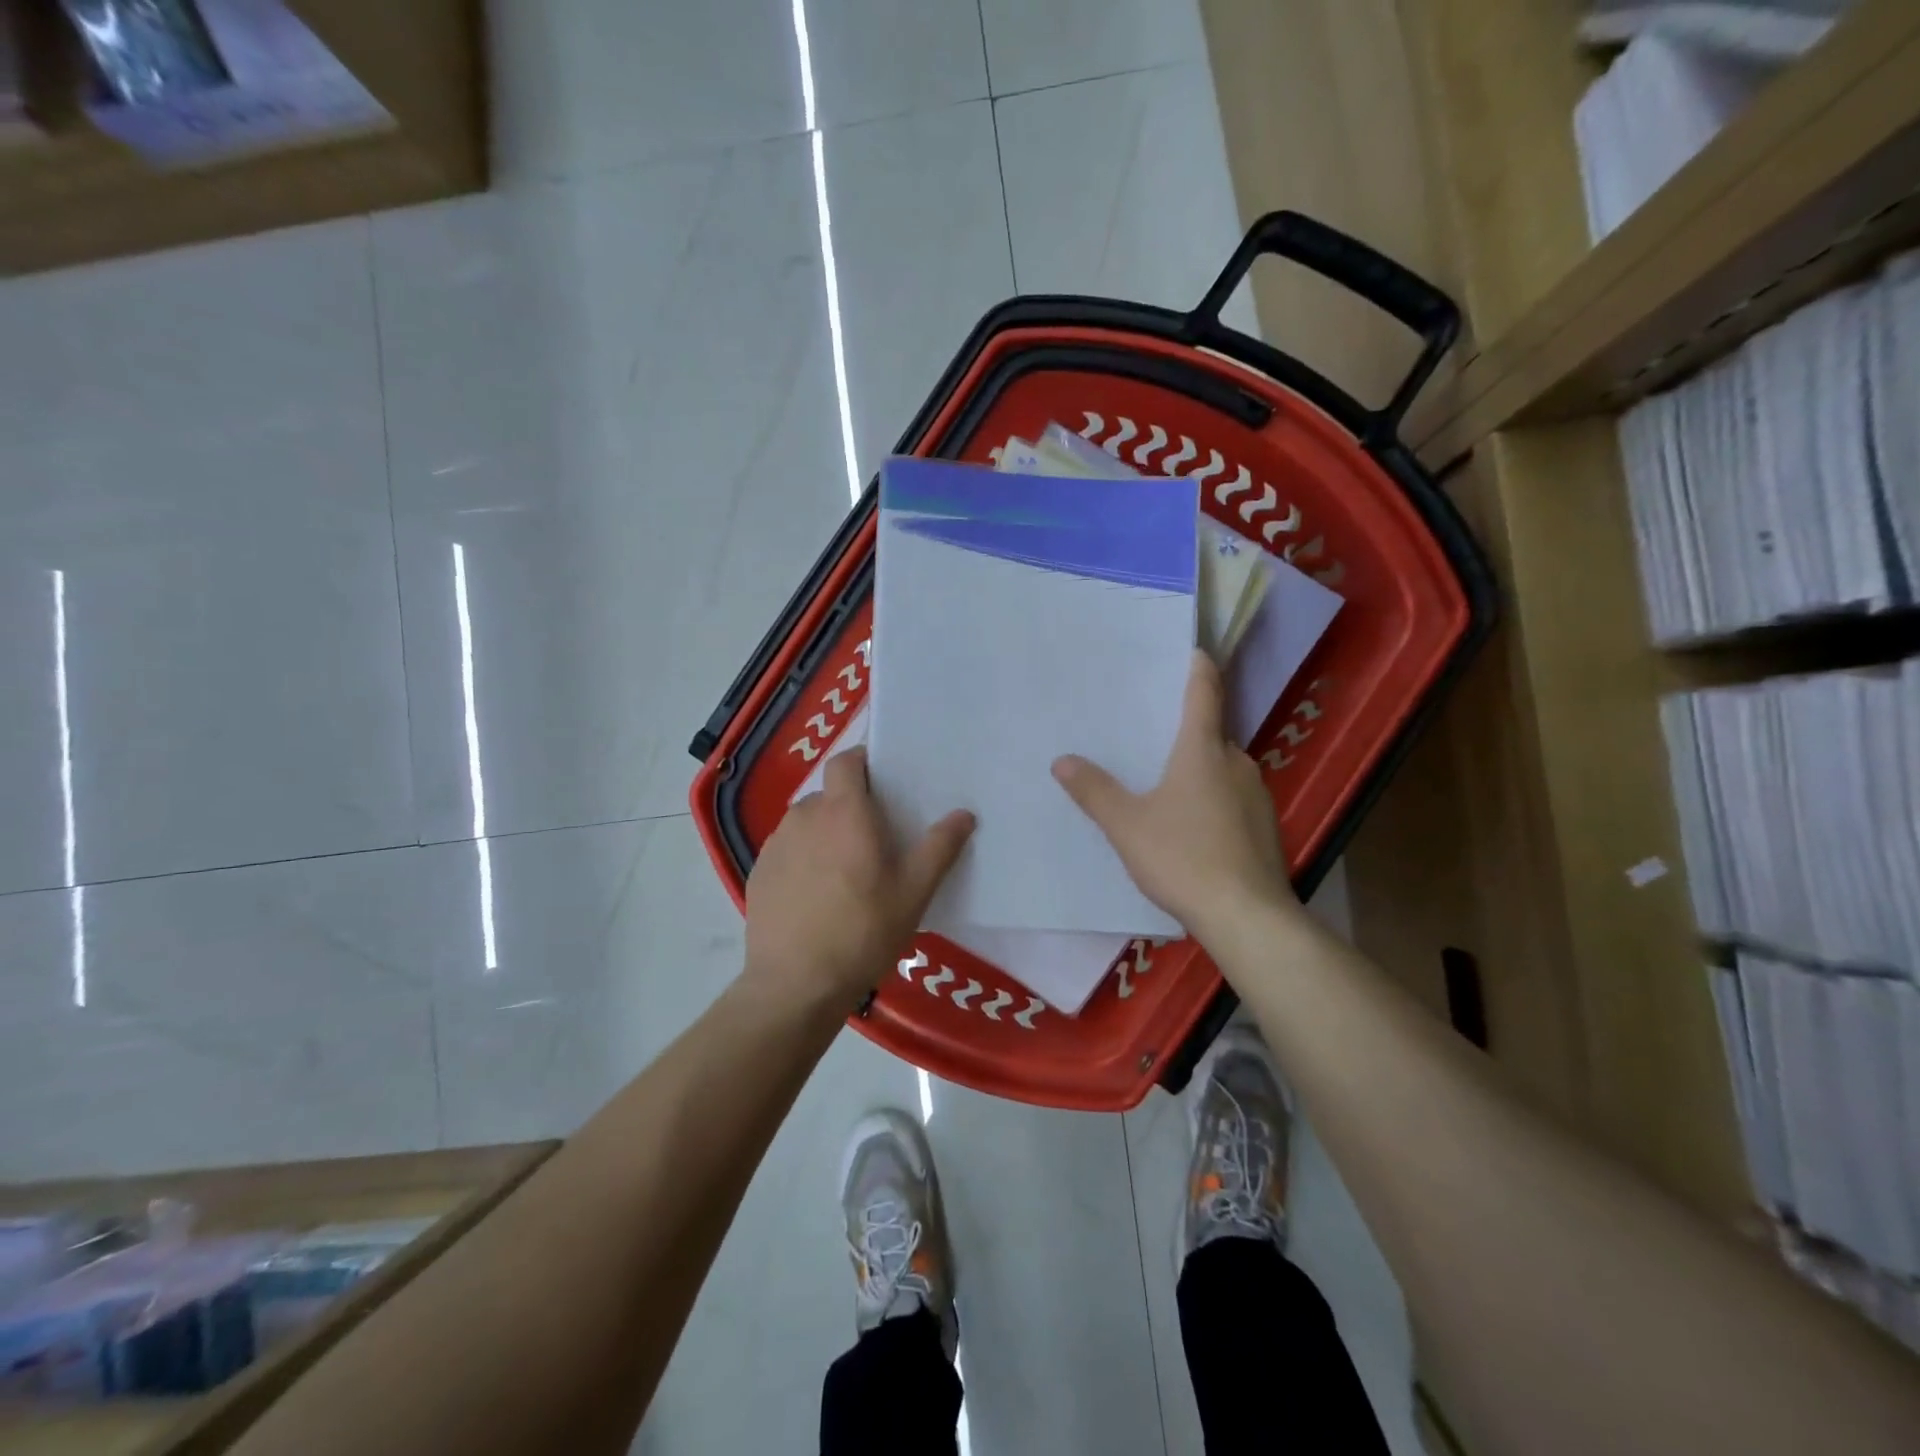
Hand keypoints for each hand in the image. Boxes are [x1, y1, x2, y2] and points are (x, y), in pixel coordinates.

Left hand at [744, 748, 974, 1015]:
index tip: (883, 781)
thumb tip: (964, 814)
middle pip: (829, 795)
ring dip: (826, 834)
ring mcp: (776, 845)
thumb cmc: (863, 931)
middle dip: (850, 807)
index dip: (863, 762)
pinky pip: (788, 851)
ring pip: (807, 824)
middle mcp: (804, 817)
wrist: (796, 985)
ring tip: (846, 872)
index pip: (846, 761)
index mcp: (843, 812)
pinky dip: (804, 860)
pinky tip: (817, 897)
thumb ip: (939, 848)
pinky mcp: (759, 873)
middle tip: (875, 840)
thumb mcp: (913, 892)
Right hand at [1052, 651, 1297, 939]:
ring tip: (1164, 780)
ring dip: (1198, 766)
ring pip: (1222, 767)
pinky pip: (1232, 796)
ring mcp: (1257, 795)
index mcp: (1203, 750)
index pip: (1204, 693)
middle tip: (1150, 729)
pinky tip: (1191, 824)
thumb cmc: (1184, 858)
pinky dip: (1212, 796)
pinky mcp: (1265, 826)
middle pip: (1211, 732)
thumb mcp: (1127, 825)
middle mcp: (1236, 762)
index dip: (1197, 668)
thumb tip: (1062, 760)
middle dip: (1184, 728)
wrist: (1247, 917)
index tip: (1192, 651)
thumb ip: (1094, 791)